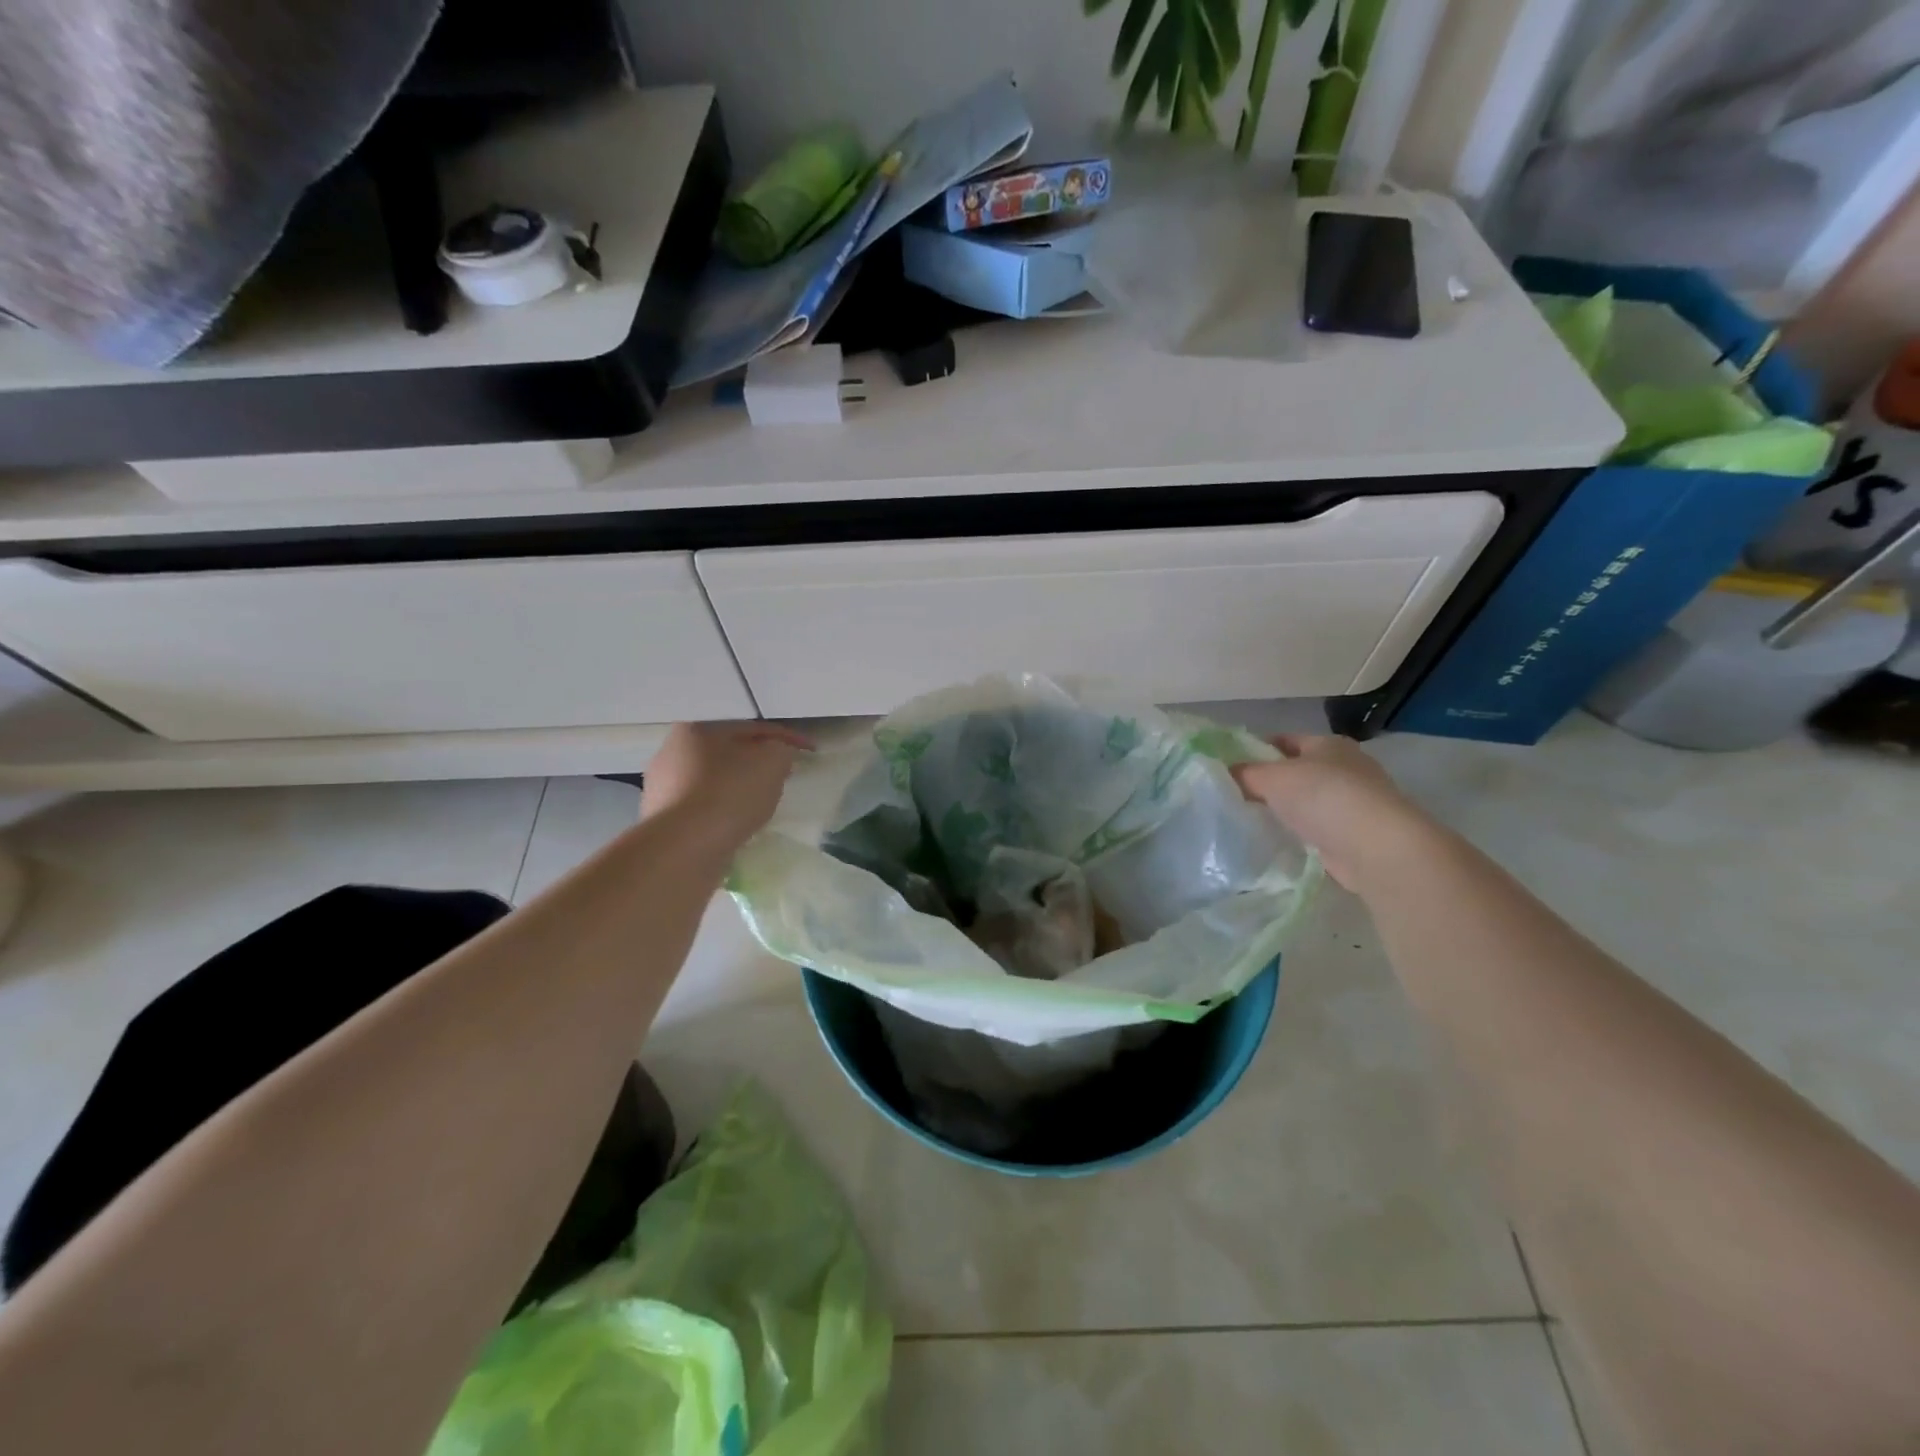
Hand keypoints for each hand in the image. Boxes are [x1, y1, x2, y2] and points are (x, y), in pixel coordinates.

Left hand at [640, 722, 813, 852]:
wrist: (684, 848)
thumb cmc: (730, 794)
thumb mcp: (772, 762)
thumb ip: (781, 751)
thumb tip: (777, 756)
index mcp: (696, 729)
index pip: (752, 728)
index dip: (786, 738)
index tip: (811, 750)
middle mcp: (671, 753)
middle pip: (729, 753)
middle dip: (758, 762)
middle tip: (785, 775)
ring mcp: (662, 788)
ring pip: (715, 781)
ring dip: (740, 788)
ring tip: (764, 803)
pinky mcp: (662, 820)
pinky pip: (704, 808)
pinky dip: (724, 811)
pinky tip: (739, 823)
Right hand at [1232, 735, 1442, 894]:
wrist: (1376, 848)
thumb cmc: (1324, 797)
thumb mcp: (1272, 777)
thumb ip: (1245, 773)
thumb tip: (1225, 772)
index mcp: (1329, 744)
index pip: (1285, 740)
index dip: (1256, 749)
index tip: (1229, 766)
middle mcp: (1345, 768)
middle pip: (1296, 771)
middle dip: (1268, 781)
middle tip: (1233, 795)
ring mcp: (1353, 803)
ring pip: (1305, 801)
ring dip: (1283, 809)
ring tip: (1249, 819)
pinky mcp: (1353, 835)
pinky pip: (1315, 829)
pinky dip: (1298, 833)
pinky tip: (1276, 840)